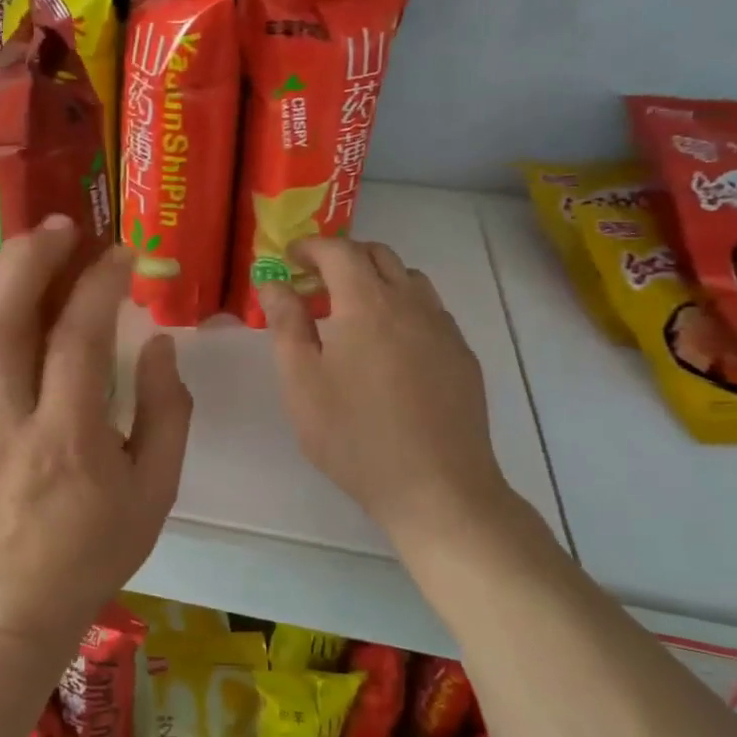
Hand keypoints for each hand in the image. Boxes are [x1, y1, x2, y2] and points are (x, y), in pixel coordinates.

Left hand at [0, 217, 193, 654]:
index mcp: (70, 441)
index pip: (79, 340)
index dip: (99, 284)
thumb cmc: (100, 546)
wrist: (23, 600)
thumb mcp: (157, 489)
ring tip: (17, 248)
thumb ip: (166, 412)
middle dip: (30, 260)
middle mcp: (11, 424)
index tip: (121, 254)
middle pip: (3, 323)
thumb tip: (157, 342)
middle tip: (60, 227)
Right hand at [260, 236, 516, 543]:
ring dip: (376, 279)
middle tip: (315, 283)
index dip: (310, 247)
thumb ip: (287, 325)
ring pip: (409, 280)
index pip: (339, 251)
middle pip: (379, 255)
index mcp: (367, 304)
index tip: (289, 259)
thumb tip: (274, 284)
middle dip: (343, 257)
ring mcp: (443, 329)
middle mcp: (411, 304)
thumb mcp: (302, 383)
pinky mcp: (462, 356)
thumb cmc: (355, 437)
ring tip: (351, 312)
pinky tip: (389, 346)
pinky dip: (402, 307)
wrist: (437, 488)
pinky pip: (430, 310)